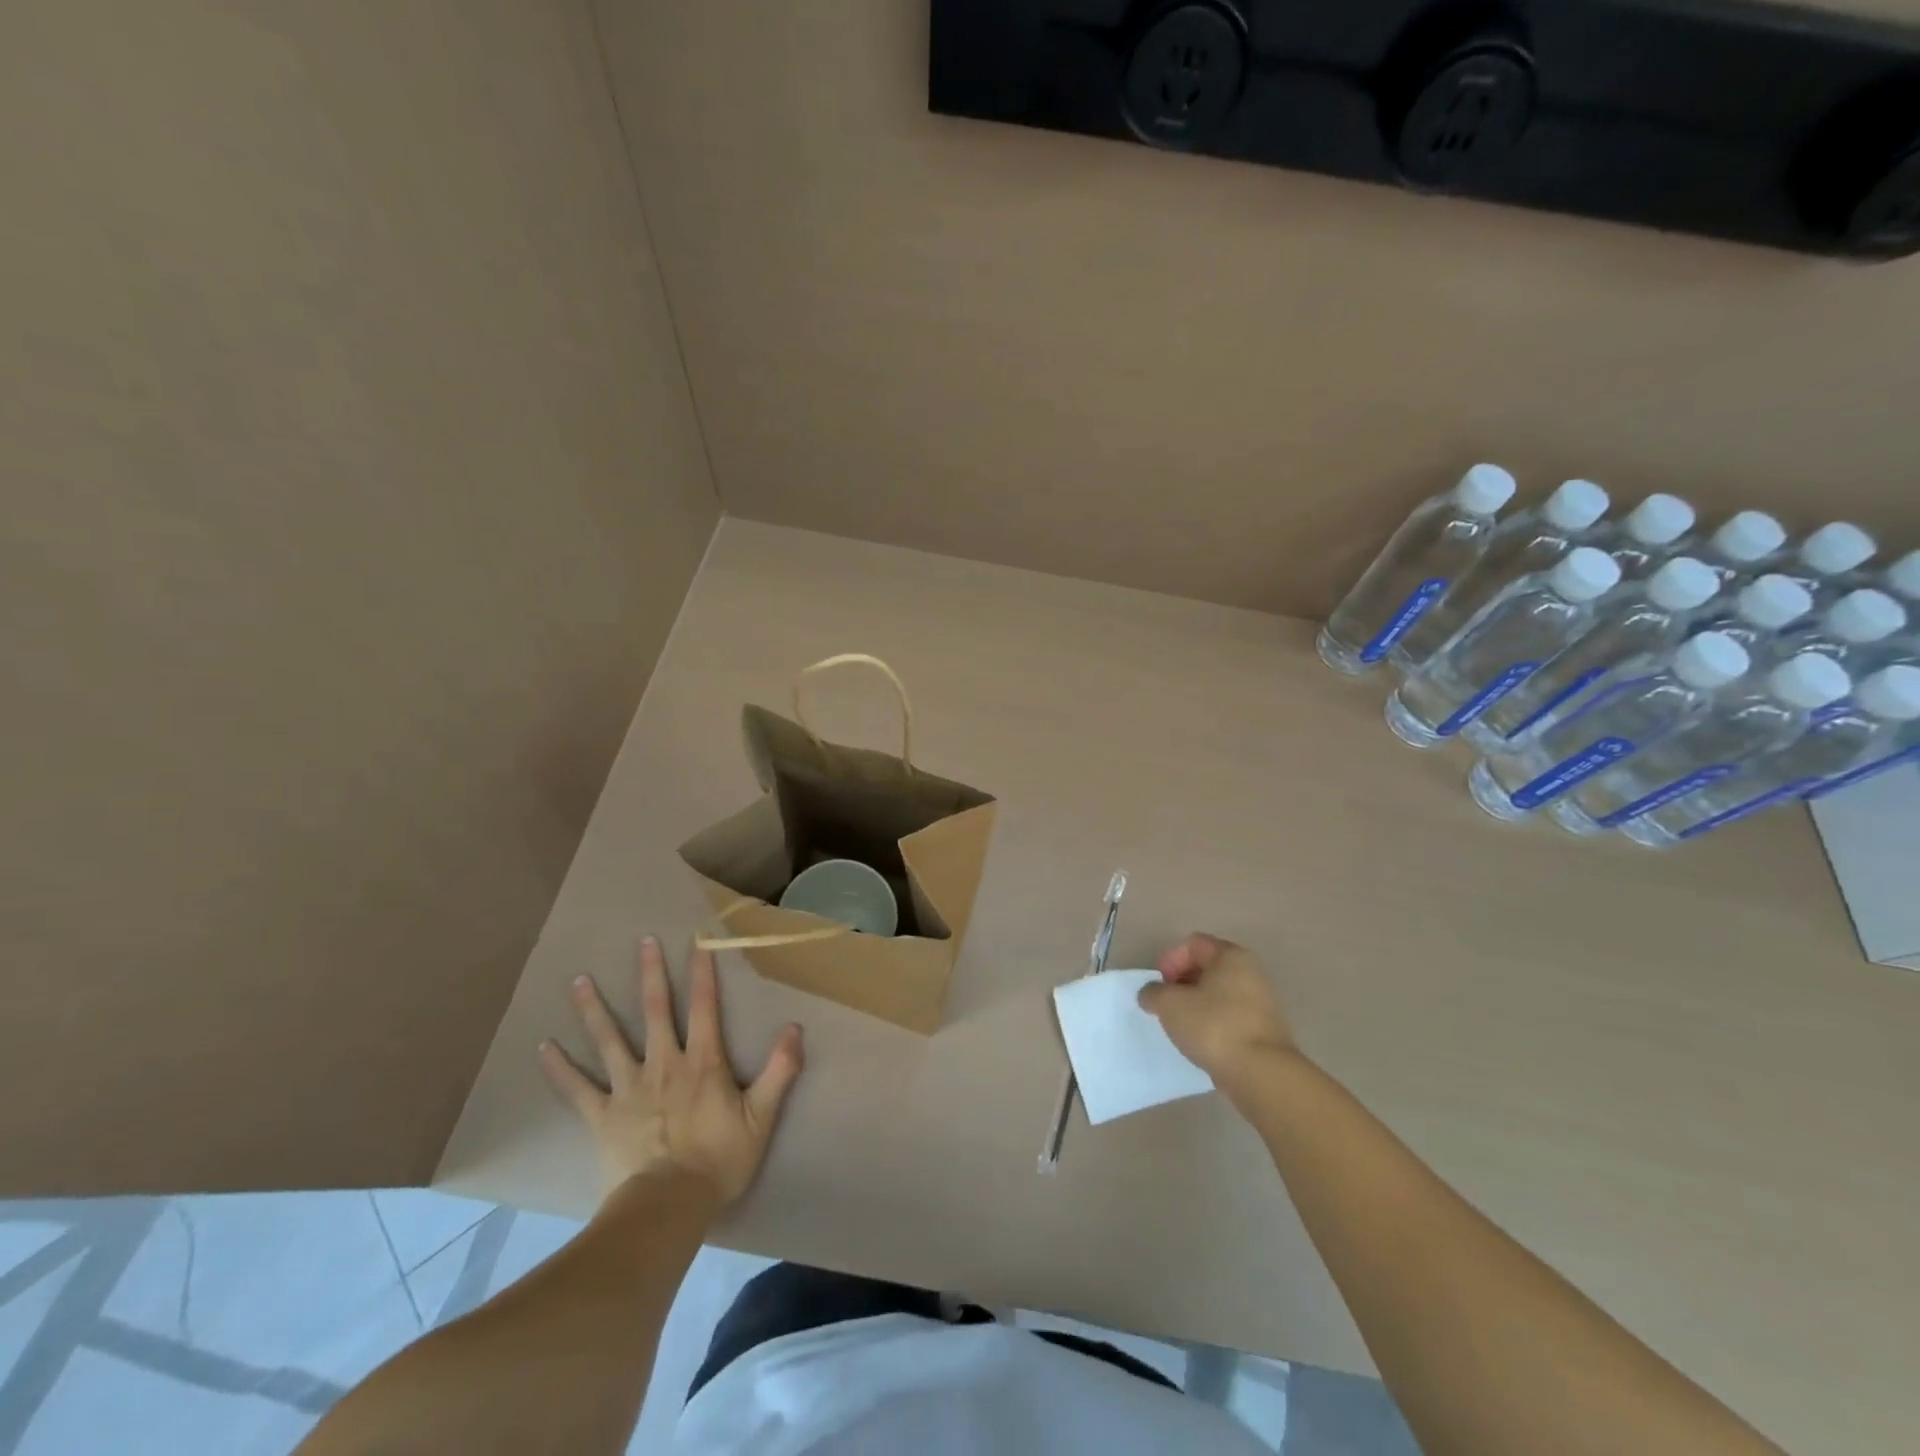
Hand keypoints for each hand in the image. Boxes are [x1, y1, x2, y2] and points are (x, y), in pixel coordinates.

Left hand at [539, 937, 803, 1208]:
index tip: (699, 940)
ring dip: (595, 1009)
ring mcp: (629, 1089)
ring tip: (579, 980)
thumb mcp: (761, 1117)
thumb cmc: (718, 1161)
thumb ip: (780, 1070)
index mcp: (703, 1062)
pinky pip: (577, 1089)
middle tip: (642, 941)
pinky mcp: (603, 1116)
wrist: (667, 1208)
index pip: (705, 1007)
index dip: (704, 972)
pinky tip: (543, 1048)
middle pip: (656, 1011)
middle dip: (651, 974)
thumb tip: (795, 1027)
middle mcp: (664, 1065)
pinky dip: (560, 1069)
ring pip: (610, 1041)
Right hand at [1139, 933, 1298, 1090]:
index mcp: (1231, 956)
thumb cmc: (1214, 1026)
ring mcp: (1262, 1002)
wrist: (1261, 1074)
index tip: (1160, 986)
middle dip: (1181, 983)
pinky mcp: (1264, 1030)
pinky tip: (1201, 1042)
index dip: (1170, 960)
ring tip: (1180, 1026)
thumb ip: (1153, 992)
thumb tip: (1151, 994)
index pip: (1193, 944)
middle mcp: (1251, 972)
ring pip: (1219, 994)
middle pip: (1207, 967)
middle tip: (1166, 1004)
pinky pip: (1230, 1017)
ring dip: (1196, 1005)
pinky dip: (1213, 1023)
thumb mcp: (1169, 1004)